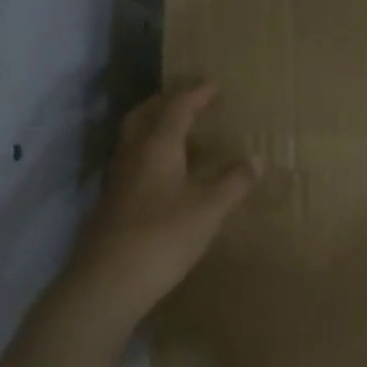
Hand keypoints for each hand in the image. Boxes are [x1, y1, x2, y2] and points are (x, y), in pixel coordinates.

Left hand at [64, 83, 257, 319]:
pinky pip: (134, 163)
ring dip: (155, 128)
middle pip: (144, 116)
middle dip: (166, 103)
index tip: (213, 86)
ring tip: (181, 134)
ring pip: (134, 140)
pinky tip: (168, 175)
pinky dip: (152, 154)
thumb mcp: (210, 209)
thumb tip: (257, 159)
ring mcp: (118, 180)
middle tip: (188, 101)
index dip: (195, 95)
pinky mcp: (114, 203)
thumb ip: (234, 182)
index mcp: (157, 147)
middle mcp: (132, 155)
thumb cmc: (165, 236)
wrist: (110, 280)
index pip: (176, 109)